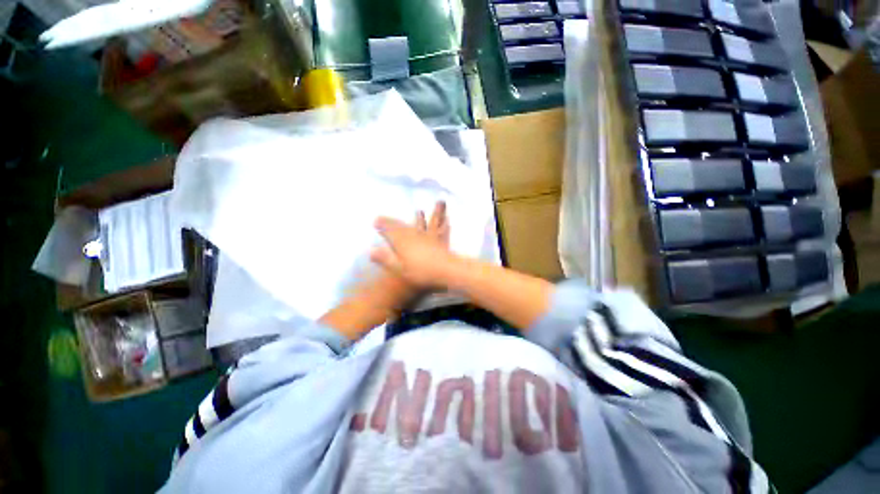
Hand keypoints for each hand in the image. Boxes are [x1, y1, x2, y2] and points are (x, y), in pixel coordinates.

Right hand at [371, 201, 456, 289]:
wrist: (444, 270)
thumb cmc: (421, 271)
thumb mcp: (400, 269)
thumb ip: (385, 259)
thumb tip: (370, 251)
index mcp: (402, 241)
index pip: (389, 230)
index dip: (382, 225)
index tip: (375, 220)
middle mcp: (413, 235)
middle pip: (401, 226)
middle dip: (392, 221)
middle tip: (386, 216)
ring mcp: (426, 236)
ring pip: (418, 224)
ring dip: (418, 217)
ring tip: (418, 211)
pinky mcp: (438, 239)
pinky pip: (436, 228)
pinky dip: (439, 224)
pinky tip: (444, 219)